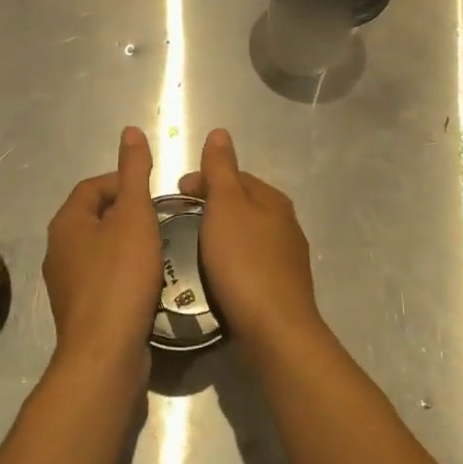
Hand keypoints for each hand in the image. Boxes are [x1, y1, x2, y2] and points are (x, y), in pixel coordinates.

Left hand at [42, 127, 161, 379]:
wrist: (105, 353)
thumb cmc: (120, 276)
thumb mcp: (134, 215)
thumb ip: (134, 172)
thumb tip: (130, 131)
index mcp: (66, 222)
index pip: (93, 186)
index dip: (123, 181)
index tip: (154, 191)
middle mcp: (58, 250)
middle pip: (96, 217)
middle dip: (128, 214)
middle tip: (162, 219)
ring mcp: (67, 284)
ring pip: (101, 250)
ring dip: (129, 245)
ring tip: (161, 248)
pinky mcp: (81, 312)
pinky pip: (104, 279)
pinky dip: (125, 273)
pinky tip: (149, 283)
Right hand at [178, 130, 324, 358]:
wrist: (276, 330)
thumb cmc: (244, 262)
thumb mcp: (226, 207)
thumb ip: (220, 169)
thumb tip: (220, 132)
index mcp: (272, 200)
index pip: (235, 176)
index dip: (204, 179)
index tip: (175, 194)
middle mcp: (285, 224)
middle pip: (242, 204)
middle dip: (211, 206)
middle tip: (179, 222)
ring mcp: (286, 258)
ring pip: (246, 234)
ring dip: (220, 235)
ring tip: (192, 249)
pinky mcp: (281, 288)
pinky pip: (249, 263)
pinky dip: (229, 261)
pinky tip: (214, 276)